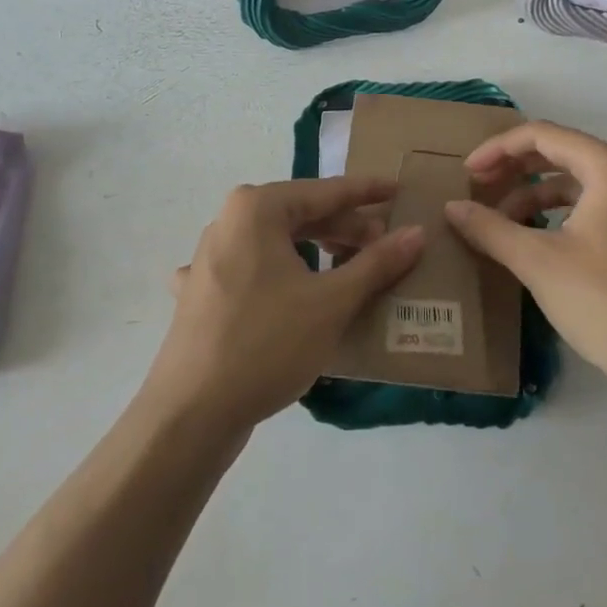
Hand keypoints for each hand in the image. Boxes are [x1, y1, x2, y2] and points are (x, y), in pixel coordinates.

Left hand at [145, 177, 423, 435]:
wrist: (189, 415)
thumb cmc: (266, 344)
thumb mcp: (332, 302)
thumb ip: (377, 263)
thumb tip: (417, 232)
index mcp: (258, 208)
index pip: (326, 191)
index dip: (367, 192)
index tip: (399, 191)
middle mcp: (230, 220)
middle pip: (302, 215)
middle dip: (346, 228)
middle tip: (386, 245)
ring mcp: (211, 256)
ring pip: (279, 242)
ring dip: (319, 252)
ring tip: (352, 269)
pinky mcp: (203, 290)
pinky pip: (256, 269)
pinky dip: (284, 276)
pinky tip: (294, 291)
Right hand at [445, 122, 606, 396]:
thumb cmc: (604, 302)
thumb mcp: (537, 261)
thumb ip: (490, 228)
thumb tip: (452, 208)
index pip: (542, 135)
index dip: (498, 149)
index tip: (467, 173)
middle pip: (561, 151)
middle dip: (515, 168)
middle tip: (477, 188)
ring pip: (576, 180)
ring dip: (534, 193)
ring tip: (499, 220)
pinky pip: (592, 203)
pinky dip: (558, 212)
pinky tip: (534, 238)